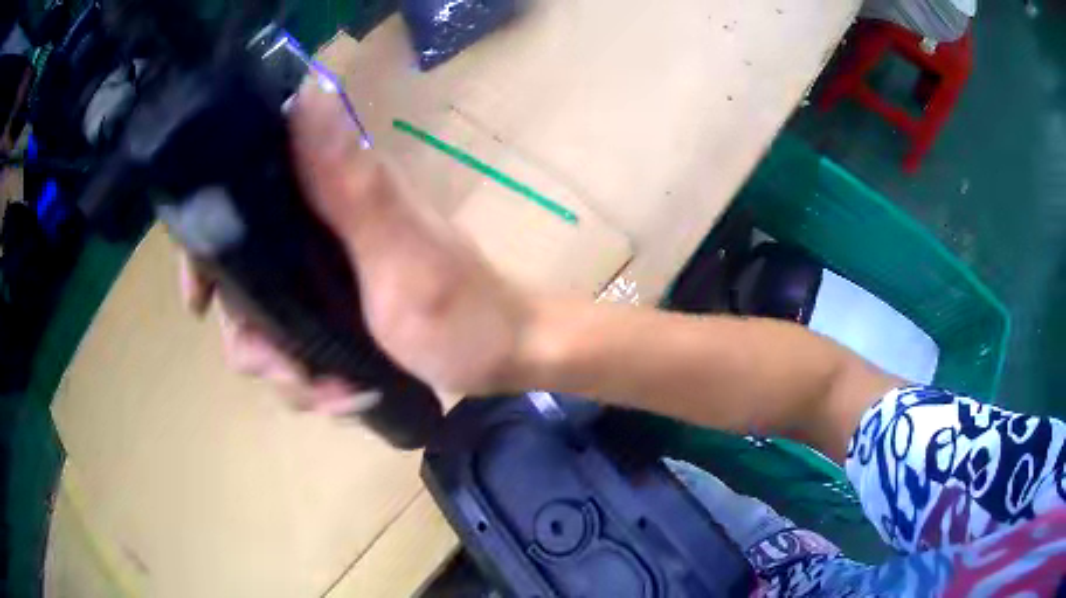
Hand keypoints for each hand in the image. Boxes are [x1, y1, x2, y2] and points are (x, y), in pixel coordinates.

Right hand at [180, 83, 533, 413]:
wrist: (505, 357)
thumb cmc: (463, 312)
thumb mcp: (401, 253)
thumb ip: (350, 182)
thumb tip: (309, 90)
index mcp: (330, 198)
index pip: (241, 201)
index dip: (207, 248)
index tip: (202, 302)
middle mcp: (319, 230)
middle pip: (243, 284)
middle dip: (256, 341)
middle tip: (293, 374)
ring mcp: (325, 277)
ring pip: (266, 328)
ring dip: (290, 374)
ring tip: (334, 392)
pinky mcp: (334, 314)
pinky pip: (295, 352)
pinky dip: (312, 383)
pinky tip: (345, 395)